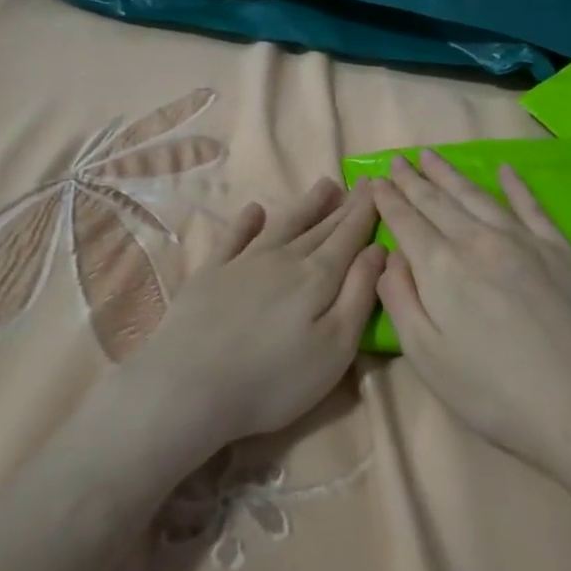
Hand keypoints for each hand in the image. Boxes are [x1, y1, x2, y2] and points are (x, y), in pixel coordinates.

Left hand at [120, 178, 385, 460]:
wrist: (189, 387)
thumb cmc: (275, 379)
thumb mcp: (335, 346)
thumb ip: (360, 294)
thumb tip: (379, 249)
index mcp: (318, 277)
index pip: (350, 236)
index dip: (366, 212)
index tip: (380, 187)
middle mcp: (284, 259)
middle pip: (321, 227)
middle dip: (345, 206)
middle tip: (362, 183)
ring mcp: (243, 263)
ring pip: (283, 224)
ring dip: (306, 205)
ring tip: (325, 186)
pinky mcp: (210, 274)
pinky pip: (234, 237)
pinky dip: (246, 221)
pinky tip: (255, 209)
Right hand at [373, 152, 570, 469]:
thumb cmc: (491, 390)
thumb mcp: (426, 356)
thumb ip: (400, 300)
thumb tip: (392, 257)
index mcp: (441, 267)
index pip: (407, 222)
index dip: (388, 199)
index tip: (375, 179)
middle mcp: (479, 241)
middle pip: (438, 202)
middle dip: (414, 179)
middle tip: (398, 159)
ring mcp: (524, 241)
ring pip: (478, 197)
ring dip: (451, 174)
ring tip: (432, 155)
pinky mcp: (561, 250)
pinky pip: (532, 207)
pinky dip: (516, 186)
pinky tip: (505, 170)